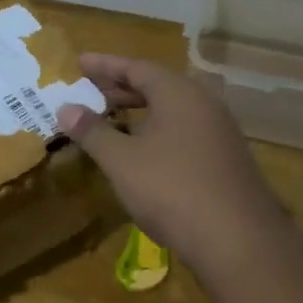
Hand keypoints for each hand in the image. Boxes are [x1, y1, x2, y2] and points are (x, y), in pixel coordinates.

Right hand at [58, 53, 288, 279]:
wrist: (237, 239)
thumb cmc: (171, 189)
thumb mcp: (121, 160)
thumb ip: (92, 131)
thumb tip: (66, 107)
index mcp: (179, 93)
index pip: (136, 66)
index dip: (104, 65)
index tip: (78, 62)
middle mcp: (203, 104)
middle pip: (157, 85)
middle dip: (121, 87)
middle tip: (89, 90)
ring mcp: (218, 132)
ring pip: (172, 110)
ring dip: (139, 110)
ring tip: (110, 117)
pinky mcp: (224, 160)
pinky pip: (183, 131)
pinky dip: (156, 130)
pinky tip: (141, 151)